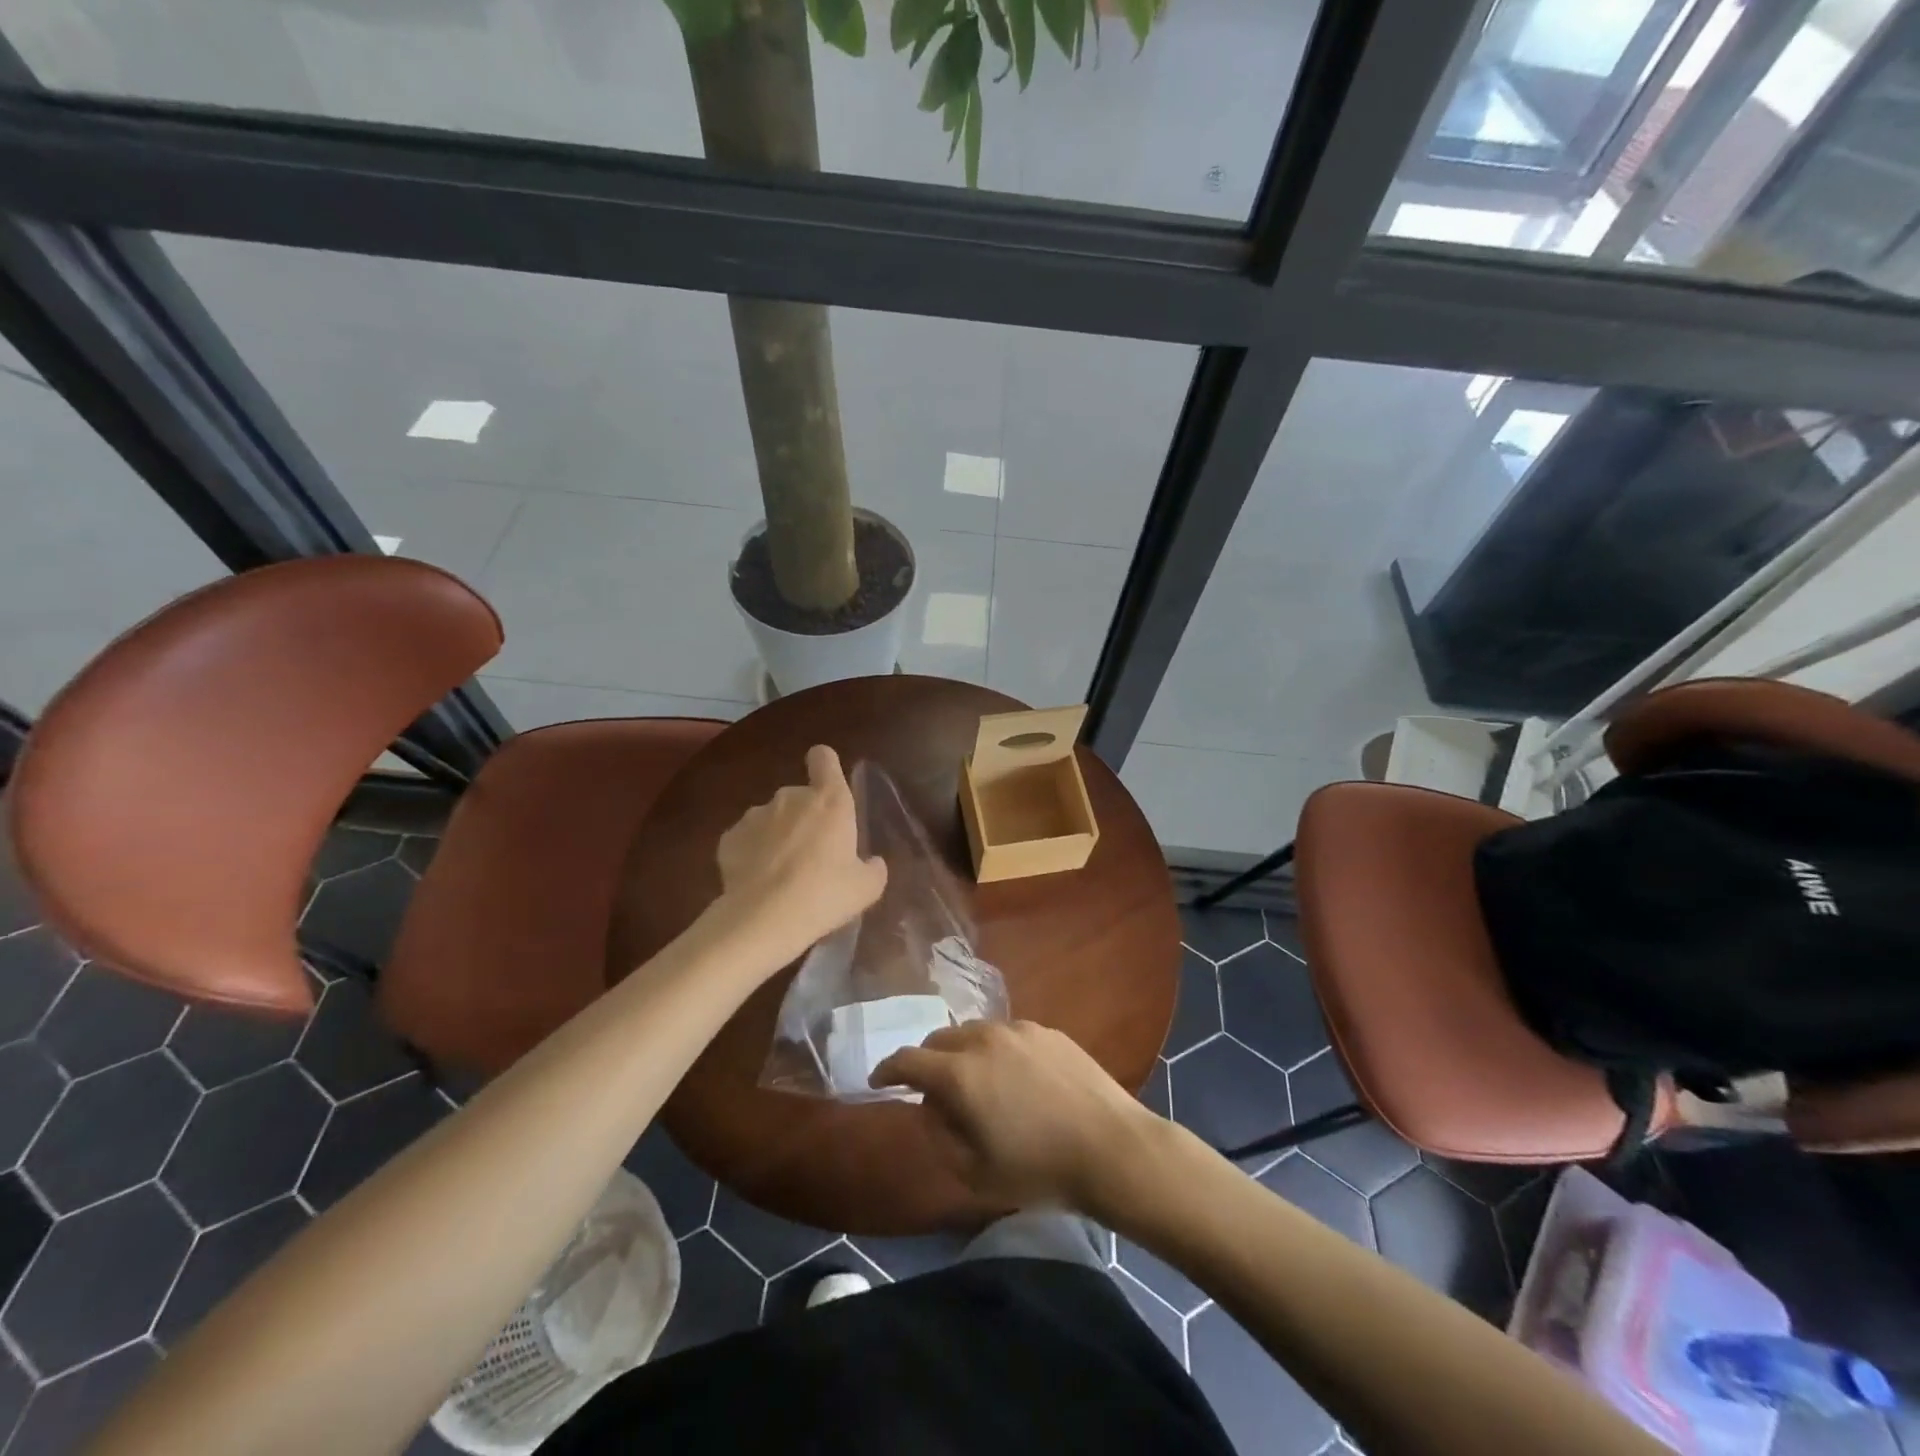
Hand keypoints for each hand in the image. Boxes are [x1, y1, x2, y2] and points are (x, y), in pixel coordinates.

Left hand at [713, 745, 887, 968]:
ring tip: (781, 874)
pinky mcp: (728, 837)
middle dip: (804, 818)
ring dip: (777, 836)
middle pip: (799, 796)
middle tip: (812, 856)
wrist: (763, 919)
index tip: (827, 787)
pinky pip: (746, 839)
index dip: (825, 766)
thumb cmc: (824, 895)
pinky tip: (757, 882)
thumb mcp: (866, 889)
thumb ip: (873, 869)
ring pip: (771, 818)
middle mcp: (791, 797)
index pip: (824, 758)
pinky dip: (751, 854)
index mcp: (830, 800)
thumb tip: (872, 863)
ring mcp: (755, 815)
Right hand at [870, 1019, 1165, 1214]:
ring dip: (962, 1053)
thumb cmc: (1039, 1169)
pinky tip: (1015, 1079)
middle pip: (940, 1040)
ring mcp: (1018, 1030)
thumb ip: (939, 1136)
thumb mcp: (975, 1172)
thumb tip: (929, 1108)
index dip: (888, 1070)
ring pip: (974, 1033)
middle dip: (927, 1061)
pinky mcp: (1047, 1030)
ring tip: (976, 1083)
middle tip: (932, 1090)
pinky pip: (1007, 1035)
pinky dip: (996, 1051)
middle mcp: (983, 1039)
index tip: (879, 1081)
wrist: (1111, 1147)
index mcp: (960, 1074)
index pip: (908, 1060)